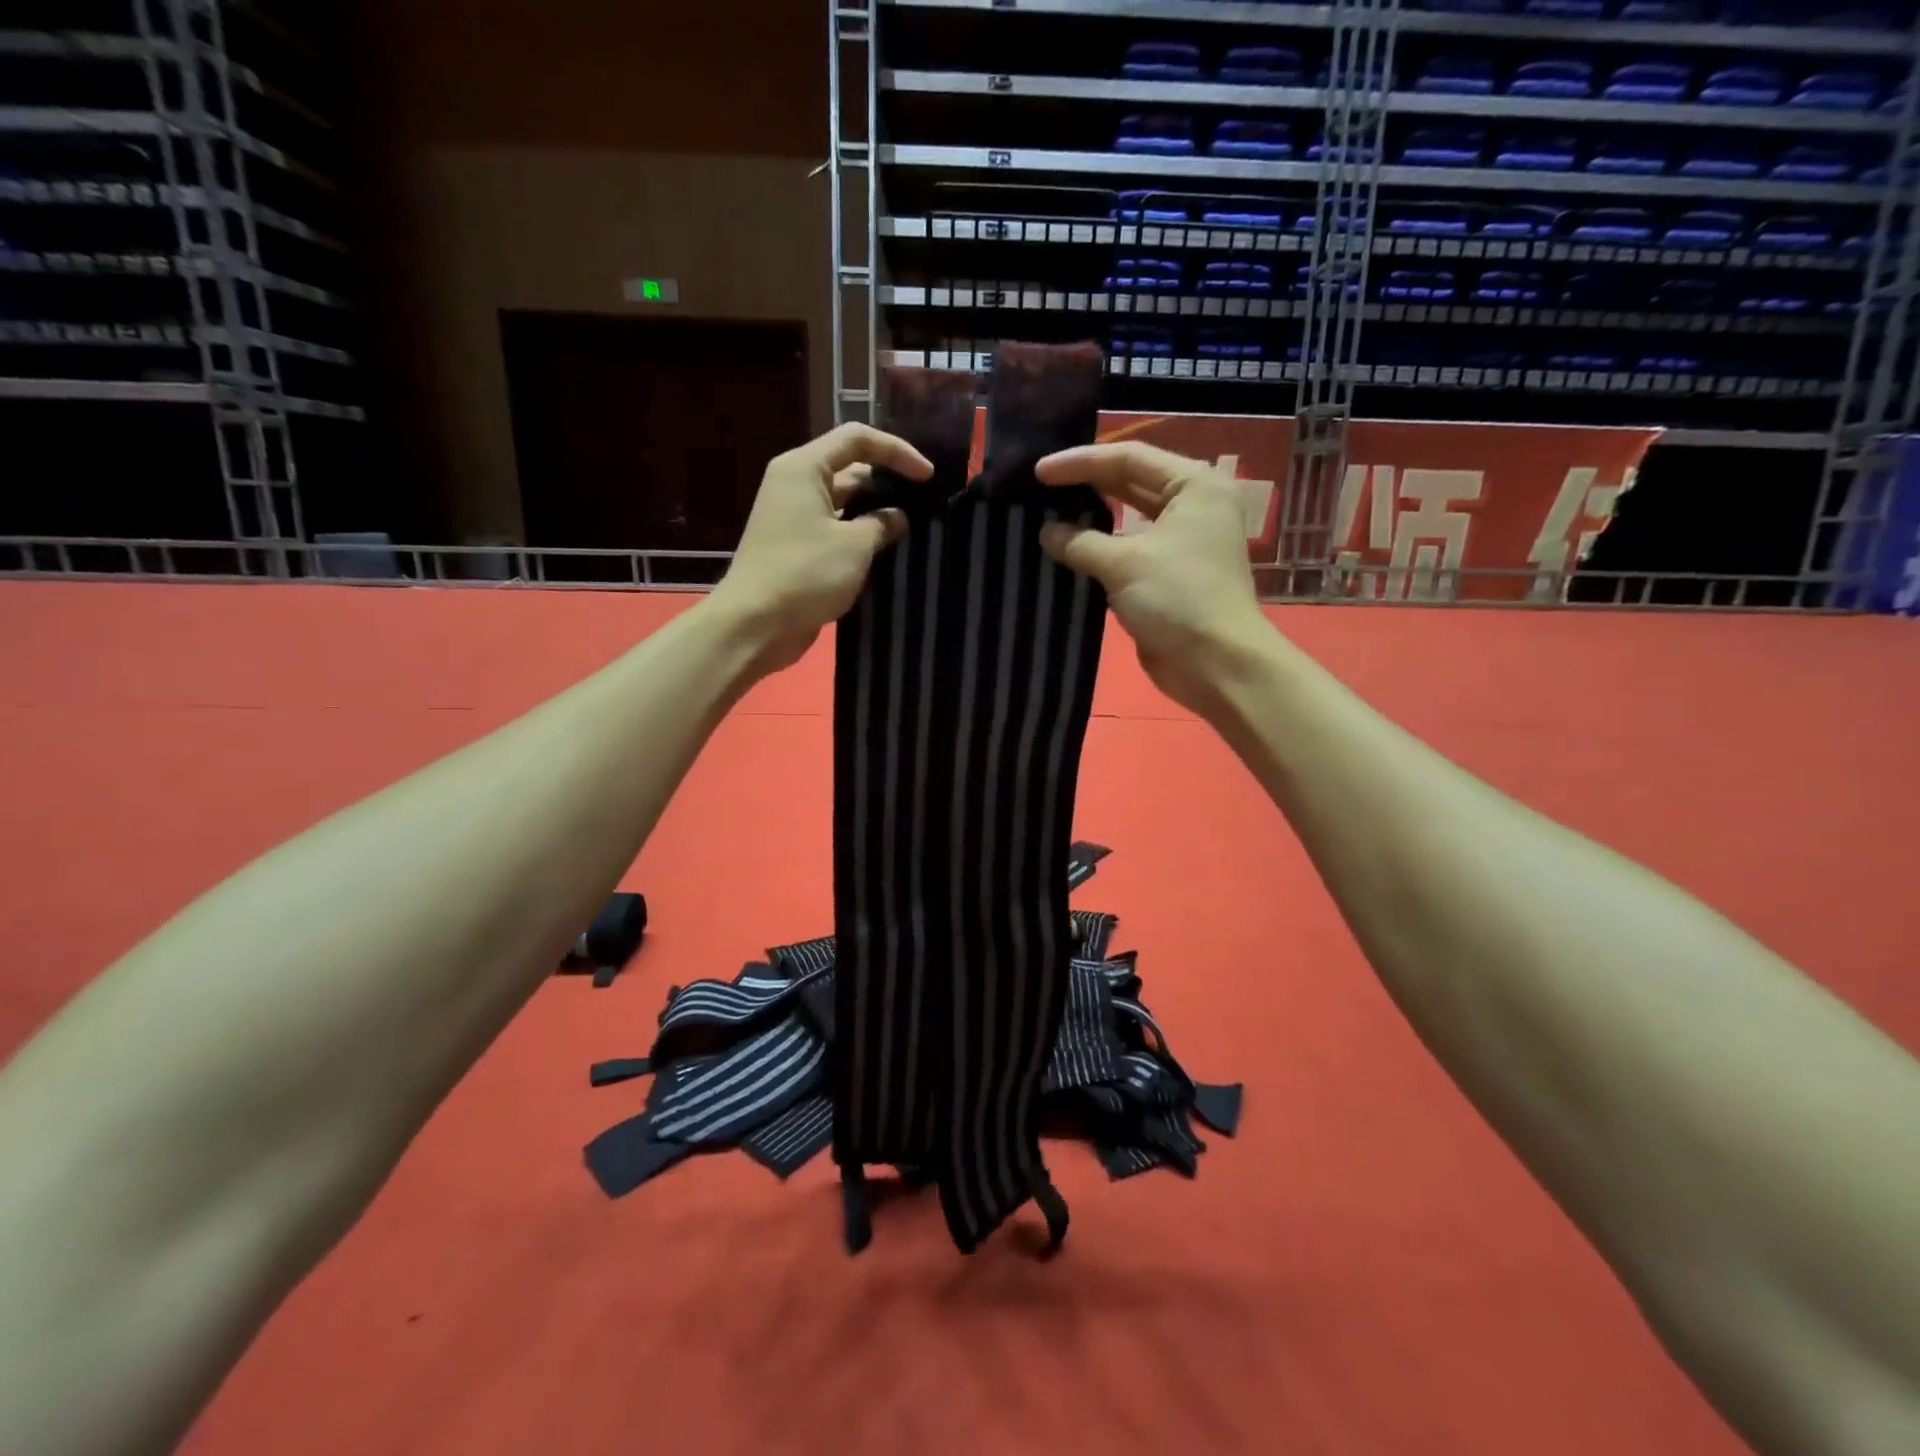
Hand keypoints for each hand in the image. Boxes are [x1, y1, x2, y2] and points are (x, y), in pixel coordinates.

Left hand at [708, 424, 930, 676]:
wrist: (755, 625)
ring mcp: (795, 518)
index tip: (927, 476)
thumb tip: (898, 517)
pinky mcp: (798, 548)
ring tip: (914, 526)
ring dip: (877, 513)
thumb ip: (882, 523)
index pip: (857, 439)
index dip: (897, 451)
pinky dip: (861, 536)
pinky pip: (836, 530)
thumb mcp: (855, 545)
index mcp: (804, 468)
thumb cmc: (805, 574)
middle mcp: (796, 485)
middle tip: (925, 501)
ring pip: (845, 503)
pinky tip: (889, 550)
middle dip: (888, 482)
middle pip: (850, 469)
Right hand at [1036, 442, 1270, 716]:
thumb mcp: (1124, 564)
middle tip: (1038, 488)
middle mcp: (1191, 506)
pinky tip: (1065, 551)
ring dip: (1090, 520)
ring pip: (1127, 520)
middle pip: (1129, 483)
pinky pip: (1127, 552)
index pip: (1129, 458)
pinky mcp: (1168, 576)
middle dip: (1085, 485)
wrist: (1216, 664)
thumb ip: (1080, 542)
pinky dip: (1099, 551)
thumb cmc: (1178, 599)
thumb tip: (1046, 532)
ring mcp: (1180, 543)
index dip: (1081, 462)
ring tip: (1045, 515)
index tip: (1038, 471)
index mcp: (1193, 486)